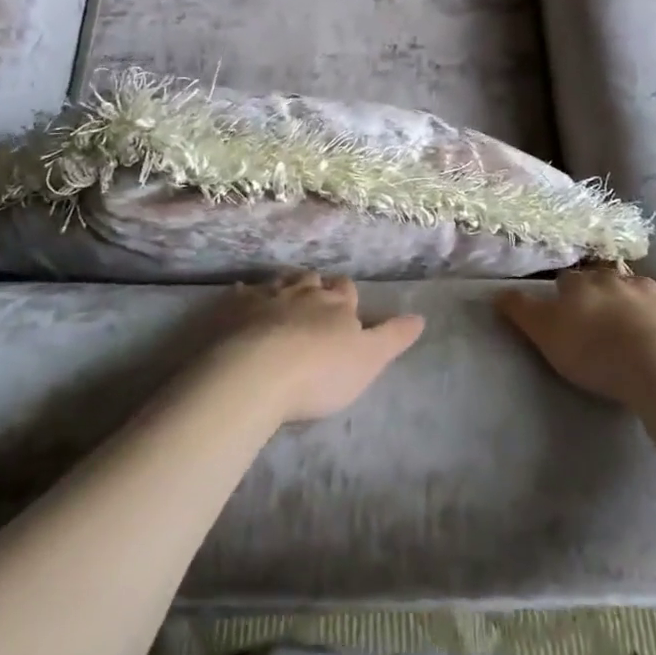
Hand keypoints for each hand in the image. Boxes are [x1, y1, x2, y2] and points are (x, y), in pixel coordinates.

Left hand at [215, 273, 424, 423]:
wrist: (256, 373)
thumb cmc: (319, 372)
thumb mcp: (368, 360)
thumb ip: (393, 337)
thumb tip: (421, 317)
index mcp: (337, 304)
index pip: (347, 290)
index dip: (347, 296)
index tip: (346, 305)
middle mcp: (304, 292)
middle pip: (313, 281)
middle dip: (315, 287)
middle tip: (314, 299)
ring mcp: (267, 297)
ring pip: (280, 282)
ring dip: (284, 287)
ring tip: (284, 296)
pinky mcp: (235, 309)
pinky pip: (242, 294)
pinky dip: (245, 295)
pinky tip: (241, 298)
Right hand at [498, 267, 655, 405]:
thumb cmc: (594, 351)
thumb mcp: (545, 334)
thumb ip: (521, 311)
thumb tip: (498, 291)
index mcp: (582, 283)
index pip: (567, 280)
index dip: (565, 293)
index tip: (564, 308)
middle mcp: (616, 278)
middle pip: (603, 278)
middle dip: (600, 291)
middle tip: (598, 315)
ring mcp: (654, 290)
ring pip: (640, 287)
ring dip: (634, 298)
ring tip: (632, 320)